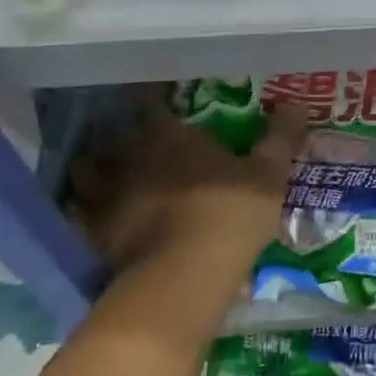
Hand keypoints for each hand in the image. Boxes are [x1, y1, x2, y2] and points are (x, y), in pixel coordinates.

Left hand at [67, 100, 305, 286]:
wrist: (185, 276)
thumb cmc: (230, 212)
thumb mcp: (268, 173)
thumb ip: (280, 138)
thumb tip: (298, 104)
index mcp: (170, 136)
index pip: (151, 105)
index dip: (152, 101)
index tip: (156, 100)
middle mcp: (132, 158)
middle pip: (110, 137)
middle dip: (116, 137)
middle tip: (129, 140)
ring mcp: (108, 197)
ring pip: (85, 173)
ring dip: (92, 170)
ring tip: (103, 174)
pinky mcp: (94, 236)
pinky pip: (78, 216)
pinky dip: (80, 212)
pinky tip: (91, 216)